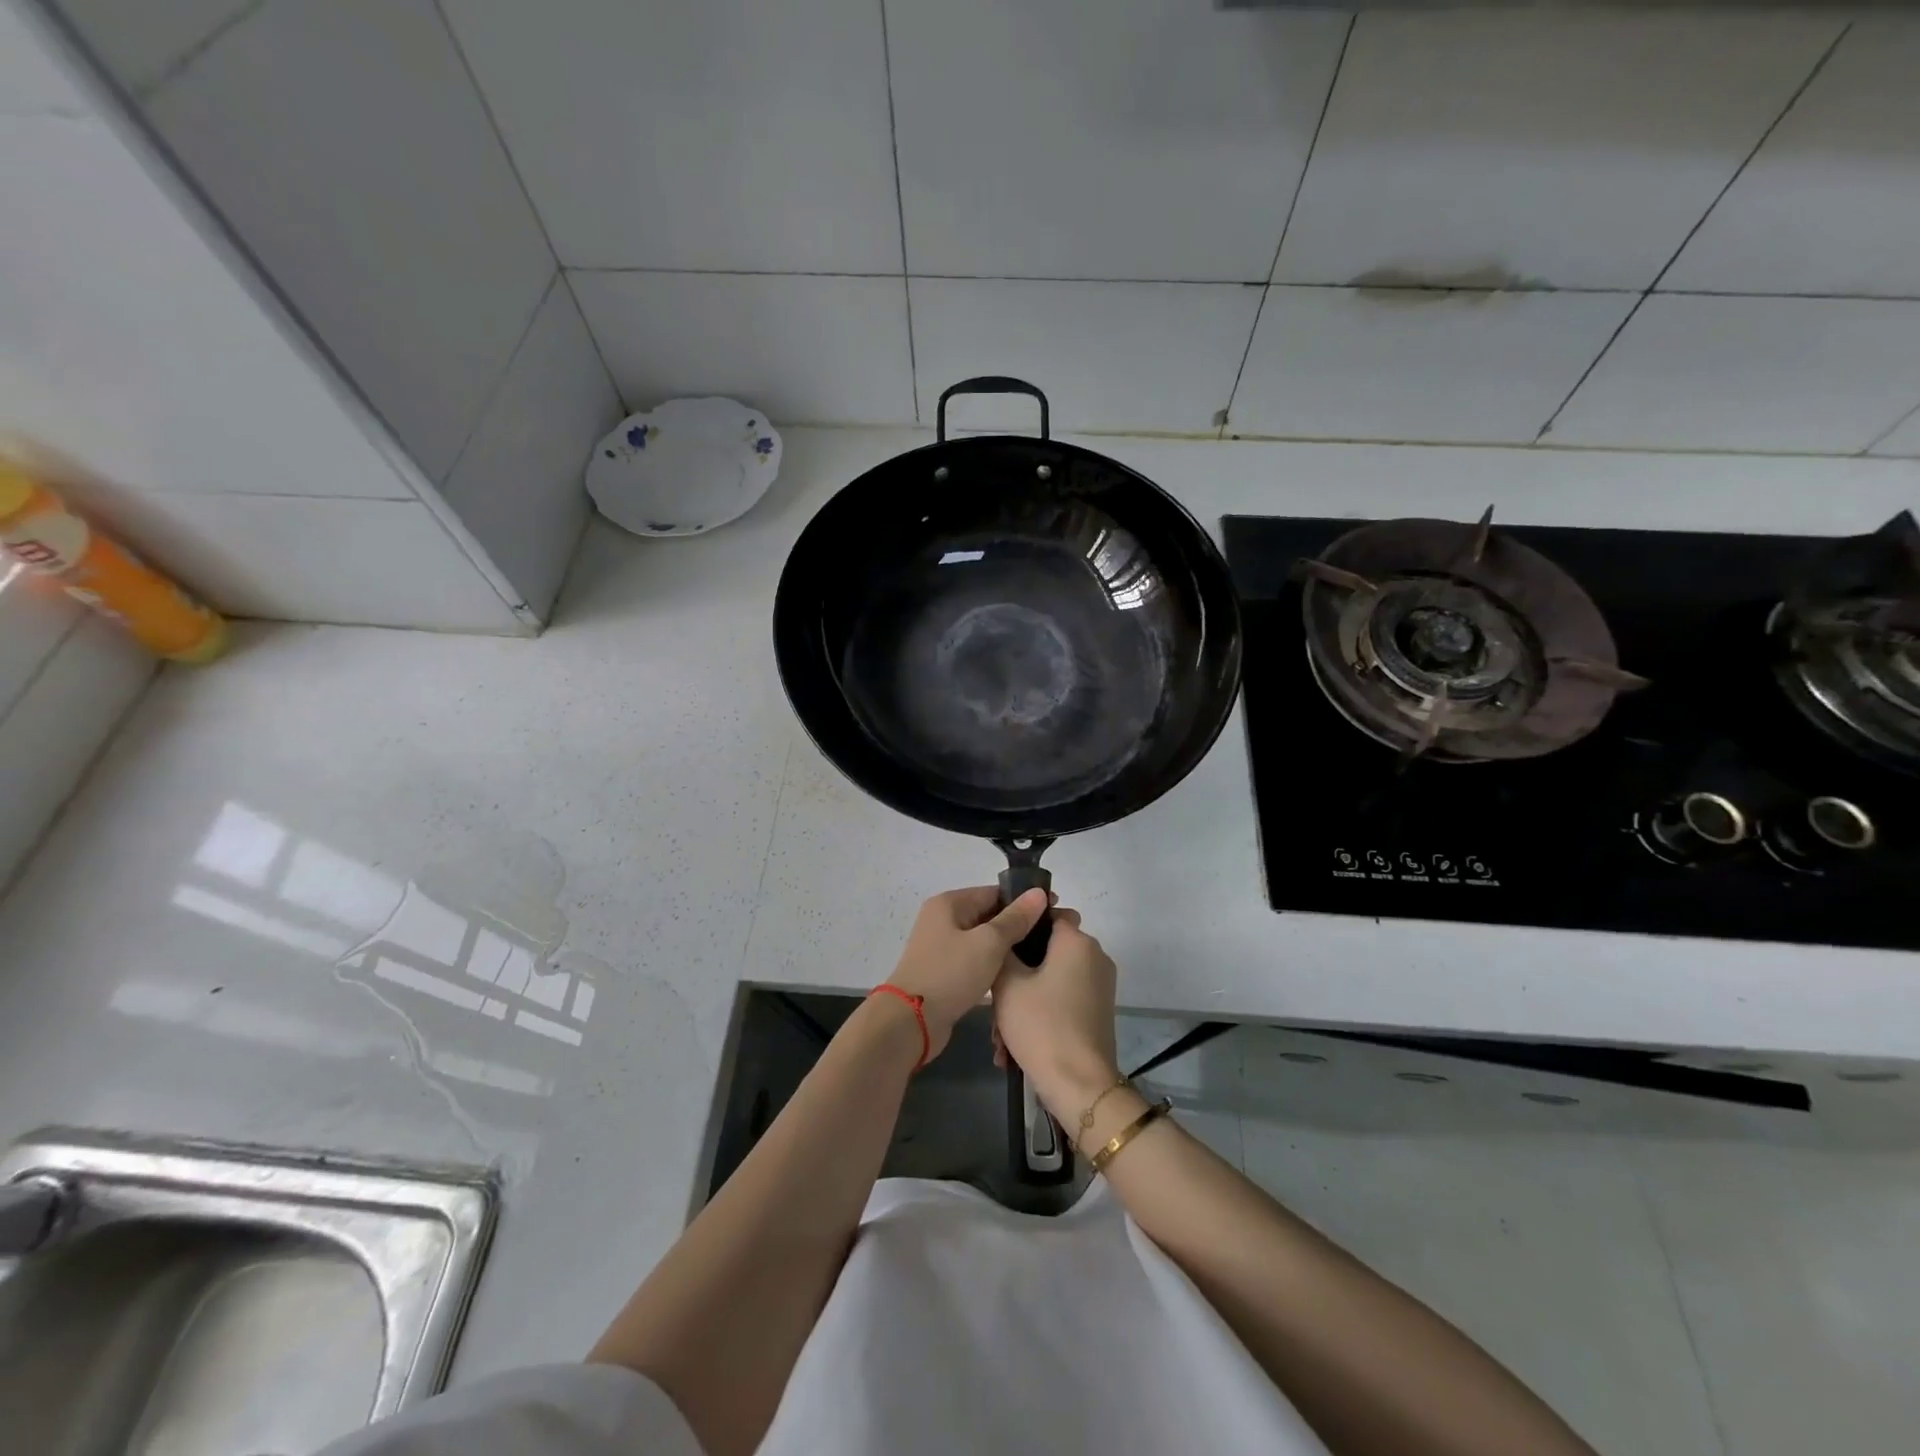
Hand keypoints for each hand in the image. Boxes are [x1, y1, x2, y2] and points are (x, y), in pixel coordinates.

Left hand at [884, 886, 1048, 1060]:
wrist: (911, 1021)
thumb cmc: (950, 973)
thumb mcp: (989, 943)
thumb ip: (1015, 918)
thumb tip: (1038, 893)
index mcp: (949, 903)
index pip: (994, 892)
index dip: (1025, 900)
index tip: (1055, 909)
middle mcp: (943, 919)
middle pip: (988, 914)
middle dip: (1018, 923)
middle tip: (1052, 935)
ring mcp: (942, 946)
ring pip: (983, 939)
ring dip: (1007, 946)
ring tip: (1040, 954)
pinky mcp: (944, 971)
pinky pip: (975, 959)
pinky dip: (993, 963)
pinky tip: (1015, 973)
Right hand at [990, 907, 1120, 1124]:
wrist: (1080, 1086)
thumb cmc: (1041, 1025)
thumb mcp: (1008, 984)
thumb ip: (1003, 948)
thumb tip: (1006, 934)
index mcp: (1077, 941)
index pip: (1047, 913)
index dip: (1021, 924)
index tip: (997, 945)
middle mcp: (1095, 957)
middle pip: (1046, 952)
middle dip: (1016, 976)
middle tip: (992, 1005)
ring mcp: (1099, 986)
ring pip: (1050, 981)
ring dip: (1022, 1003)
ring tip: (999, 1038)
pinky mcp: (1098, 1012)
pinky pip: (1061, 1001)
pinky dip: (1039, 1016)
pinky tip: (1013, 1050)